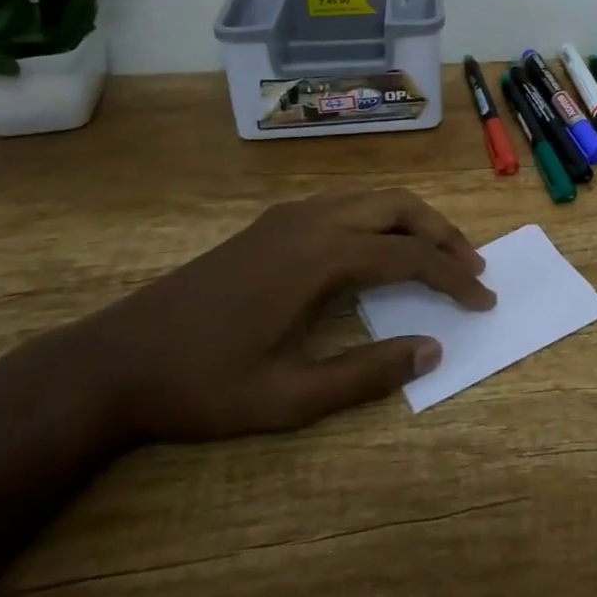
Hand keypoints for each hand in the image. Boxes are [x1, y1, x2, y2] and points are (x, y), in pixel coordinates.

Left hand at [60, 188, 494, 442]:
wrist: (113, 361)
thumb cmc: (200, 385)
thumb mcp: (286, 398)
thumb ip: (365, 374)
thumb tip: (433, 348)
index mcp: (321, 256)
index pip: (410, 257)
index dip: (454, 278)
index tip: (484, 300)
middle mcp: (313, 220)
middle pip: (400, 209)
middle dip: (444, 235)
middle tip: (472, 269)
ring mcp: (291, 215)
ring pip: (374, 198)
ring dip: (415, 222)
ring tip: (440, 255)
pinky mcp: (274, 221)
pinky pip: (347, 203)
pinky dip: (382, 217)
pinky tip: (381, 247)